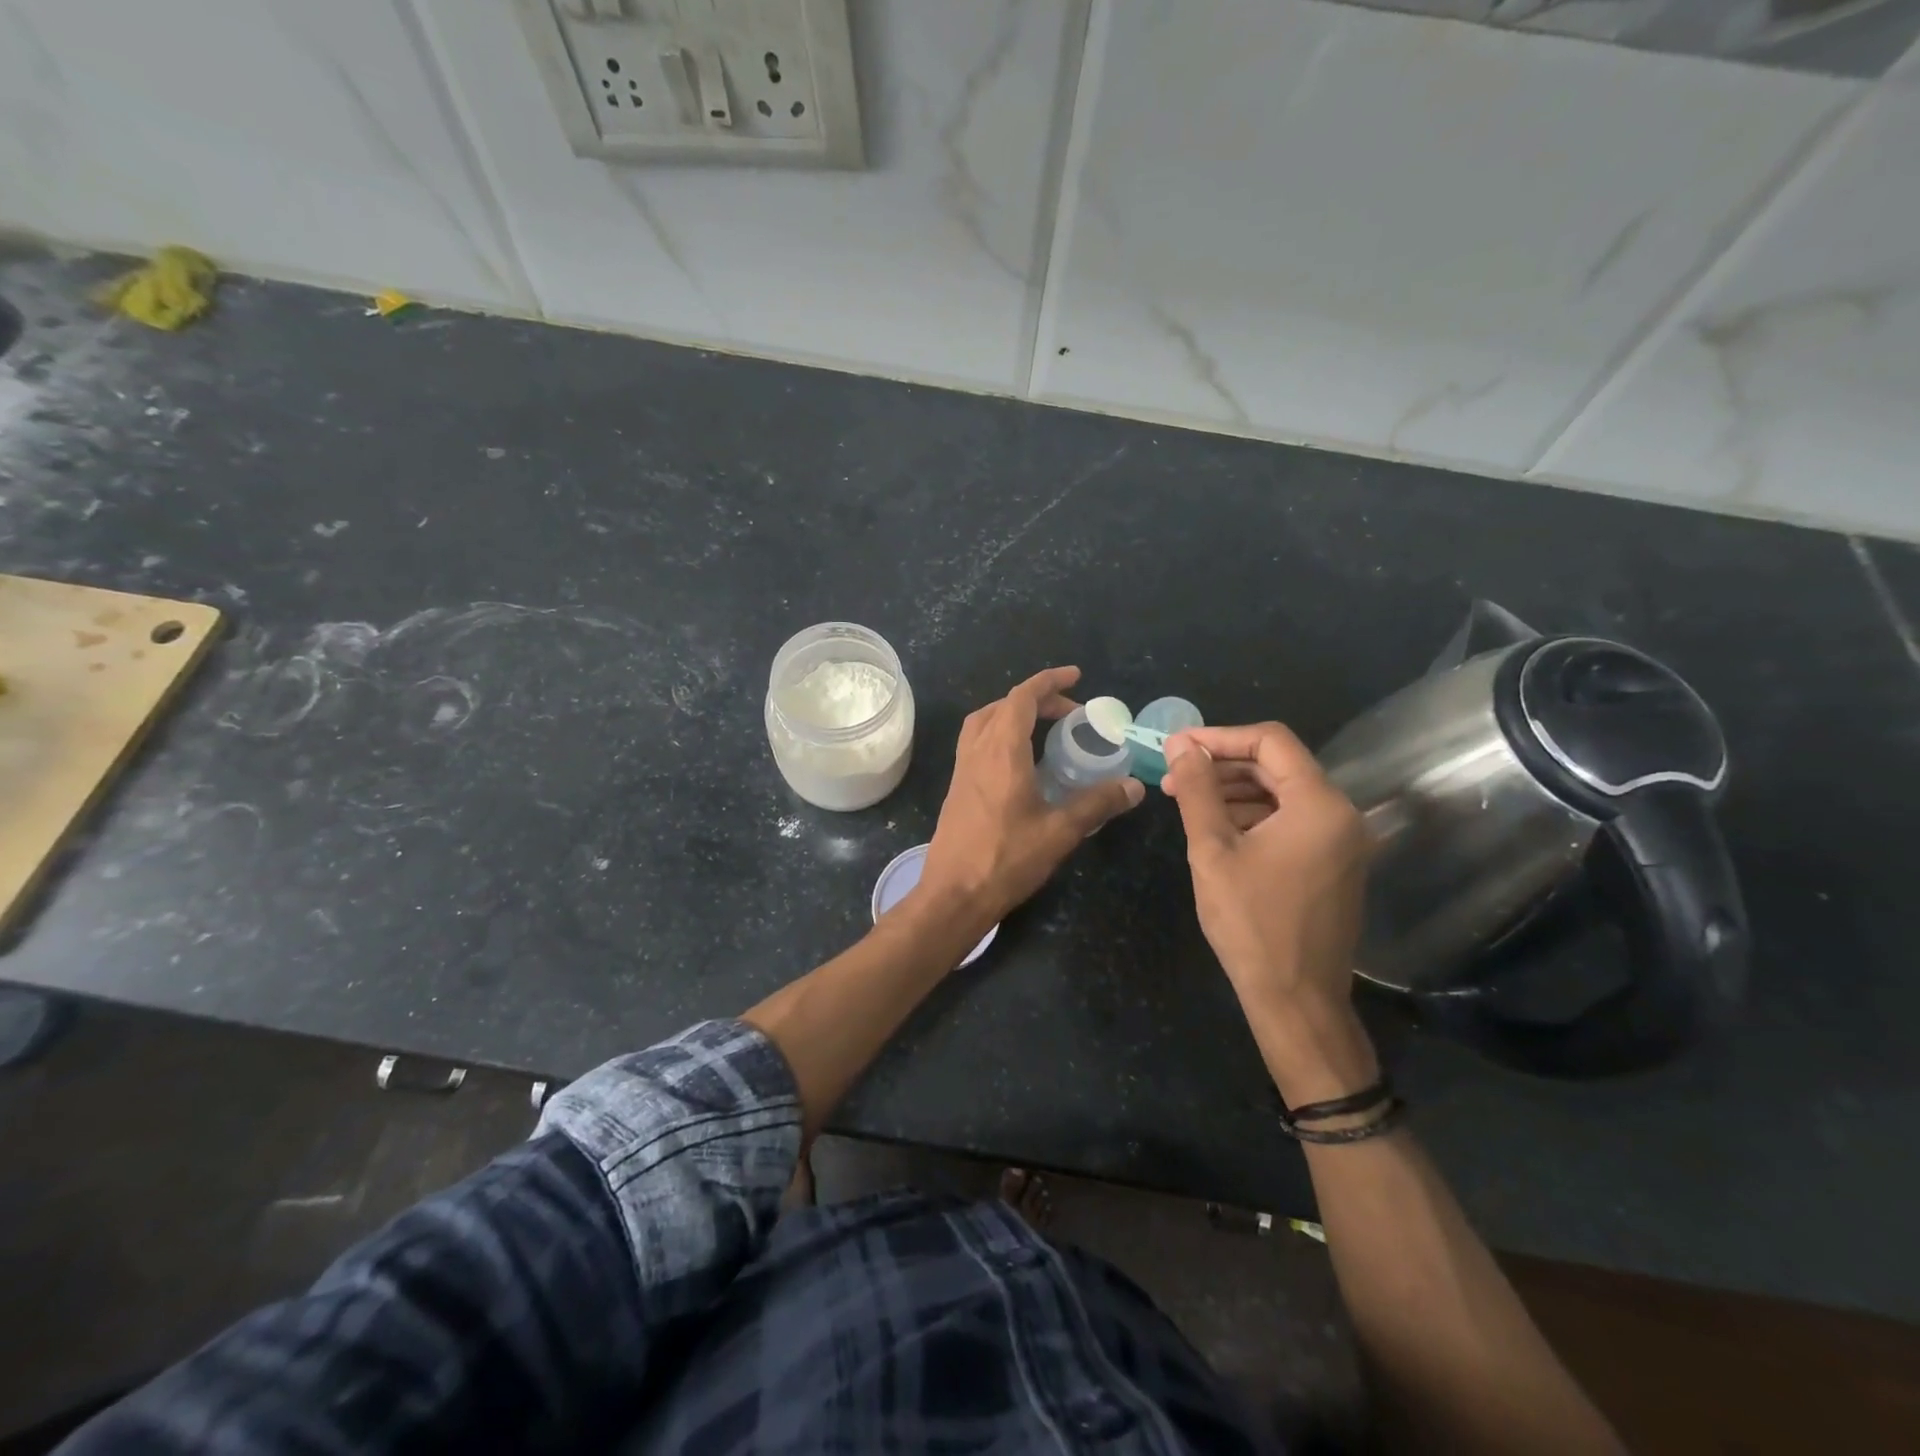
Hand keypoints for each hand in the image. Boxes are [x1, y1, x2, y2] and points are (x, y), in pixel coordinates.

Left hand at [916, 667, 1143, 932]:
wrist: (953, 895)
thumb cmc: (1005, 859)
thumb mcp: (1059, 831)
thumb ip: (1097, 804)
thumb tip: (1134, 786)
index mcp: (1001, 751)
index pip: (1022, 698)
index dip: (1048, 681)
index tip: (1075, 676)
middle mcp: (977, 751)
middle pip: (1002, 706)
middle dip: (1037, 699)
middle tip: (1069, 712)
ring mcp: (962, 769)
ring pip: (984, 723)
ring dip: (1013, 714)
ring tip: (1044, 729)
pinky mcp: (957, 788)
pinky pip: (977, 743)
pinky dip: (1000, 735)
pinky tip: (1021, 763)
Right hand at [1163, 723, 1374, 1098]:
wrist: (1296, 1000)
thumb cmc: (1251, 923)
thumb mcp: (1212, 850)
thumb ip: (1197, 790)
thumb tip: (1180, 746)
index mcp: (1319, 804)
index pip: (1271, 742)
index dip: (1220, 737)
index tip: (1177, 747)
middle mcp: (1341, 814)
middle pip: (1278, 765)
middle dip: (1223, 765)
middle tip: (1174, 776)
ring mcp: (1342, 841)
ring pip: (1283, 793)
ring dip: (1235, 791)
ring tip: (1187, 802)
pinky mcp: (1334, 863)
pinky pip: (1292, 821)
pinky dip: (1253, 816)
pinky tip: (1217, 828)